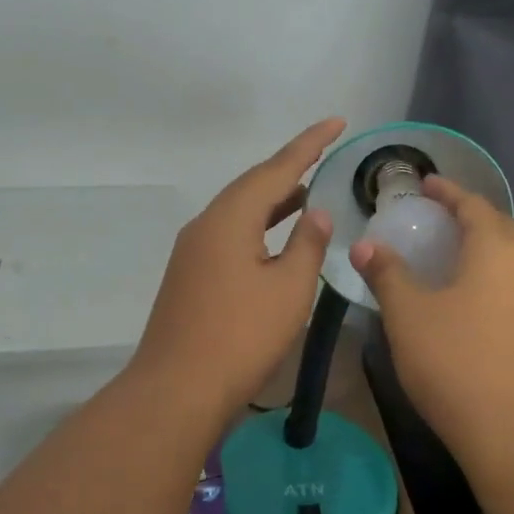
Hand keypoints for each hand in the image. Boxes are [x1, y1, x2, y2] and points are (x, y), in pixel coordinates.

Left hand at [129, 118, 344, 417]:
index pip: (276, 169)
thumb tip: (314, 213)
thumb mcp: (288, 289)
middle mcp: (206, 225)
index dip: (309, 144)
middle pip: (253, 186)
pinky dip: (259, 227)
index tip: (336, 122)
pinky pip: (230, 234)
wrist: (177, 390)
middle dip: (290, 169)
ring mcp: (193, 251)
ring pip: (240, 212)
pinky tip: (276, 239)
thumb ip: (307, 244)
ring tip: (308, 193)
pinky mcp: (191, 276)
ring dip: (274, 200)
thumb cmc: (241, 336)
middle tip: (325, 154)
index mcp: (230, 218)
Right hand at [350, 177, 513, 482]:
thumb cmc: (456, 364)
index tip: (425, 184)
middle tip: (434, 216)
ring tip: (449, 252)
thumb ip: (387, 273)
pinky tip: (470, 296)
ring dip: (483, 245)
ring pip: (512, 256)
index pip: (473, 204)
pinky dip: (493, 273)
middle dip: (468, 215)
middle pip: (499, 226)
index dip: (447, 191)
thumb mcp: (408, 315)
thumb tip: (366, 245)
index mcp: (498, 250)